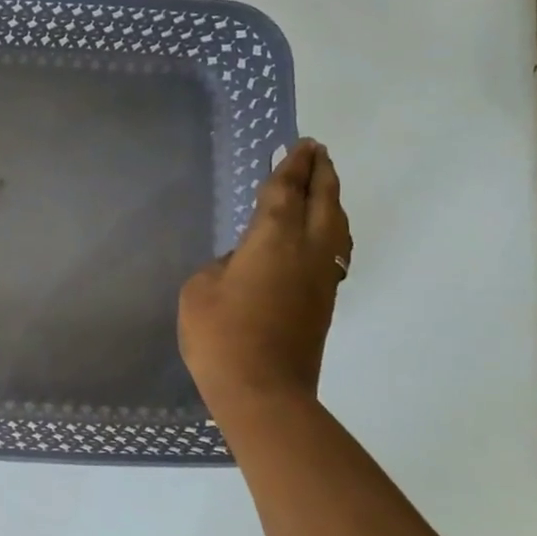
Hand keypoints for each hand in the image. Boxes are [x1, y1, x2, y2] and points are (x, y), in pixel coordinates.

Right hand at [178, 139, 350, 413]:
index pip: (286, 192)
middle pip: (323, 202)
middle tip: (317, 152)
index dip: (291, 166)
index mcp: (274, 240)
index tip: (300, 145)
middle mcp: (307, 251)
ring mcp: (320, 278)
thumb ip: (223, 266)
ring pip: (336, 227)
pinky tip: (320, 235)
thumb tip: (243, 264)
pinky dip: (330, 230)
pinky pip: (333, 250)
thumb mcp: (200, 289)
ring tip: (324, 186)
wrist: (262, 390)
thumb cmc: (220, 334)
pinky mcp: (323, 302)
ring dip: (332, 200)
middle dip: (321, 174)